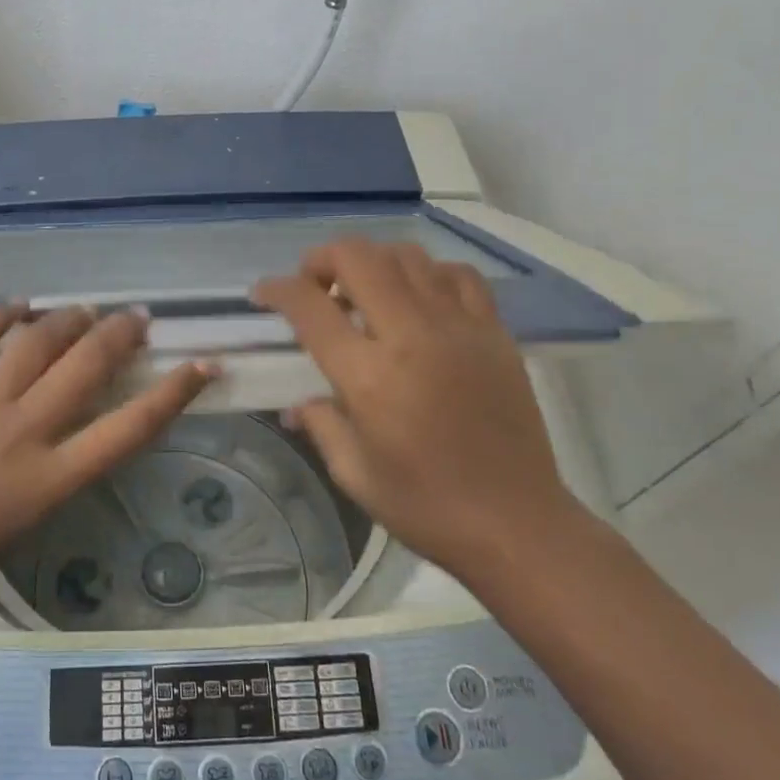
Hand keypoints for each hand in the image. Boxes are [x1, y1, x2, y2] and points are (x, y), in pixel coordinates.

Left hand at [0, 306, 216, 629]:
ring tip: (83, 309)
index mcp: (51, 479)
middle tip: (135, 318)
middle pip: (87, 366)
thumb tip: (64, 422)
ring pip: (36, 342)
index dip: (174, 392)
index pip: (130, 427)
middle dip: (120, 334)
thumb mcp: (23, 520)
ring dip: (66, 318)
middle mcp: (24, 433)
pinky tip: (18, 305)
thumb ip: (50, 468)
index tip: (202, 363)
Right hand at [252, 239, 573, 572]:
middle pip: (358, 258)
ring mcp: (459, 327)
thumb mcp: (353, 472)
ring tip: (363, 291)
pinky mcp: (494, 332)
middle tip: (313, 285)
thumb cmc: (426, 505)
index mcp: (368, 376)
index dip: (277, 290)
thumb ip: (319, 423)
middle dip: (321, 259)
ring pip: (407, 255)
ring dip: (372, 262)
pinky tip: (419, 298)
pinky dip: (427, 273)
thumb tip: (297, 402)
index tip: (263, 294)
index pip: (309, 307)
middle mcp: (411, 336)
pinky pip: (456, 275)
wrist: (516, 523)